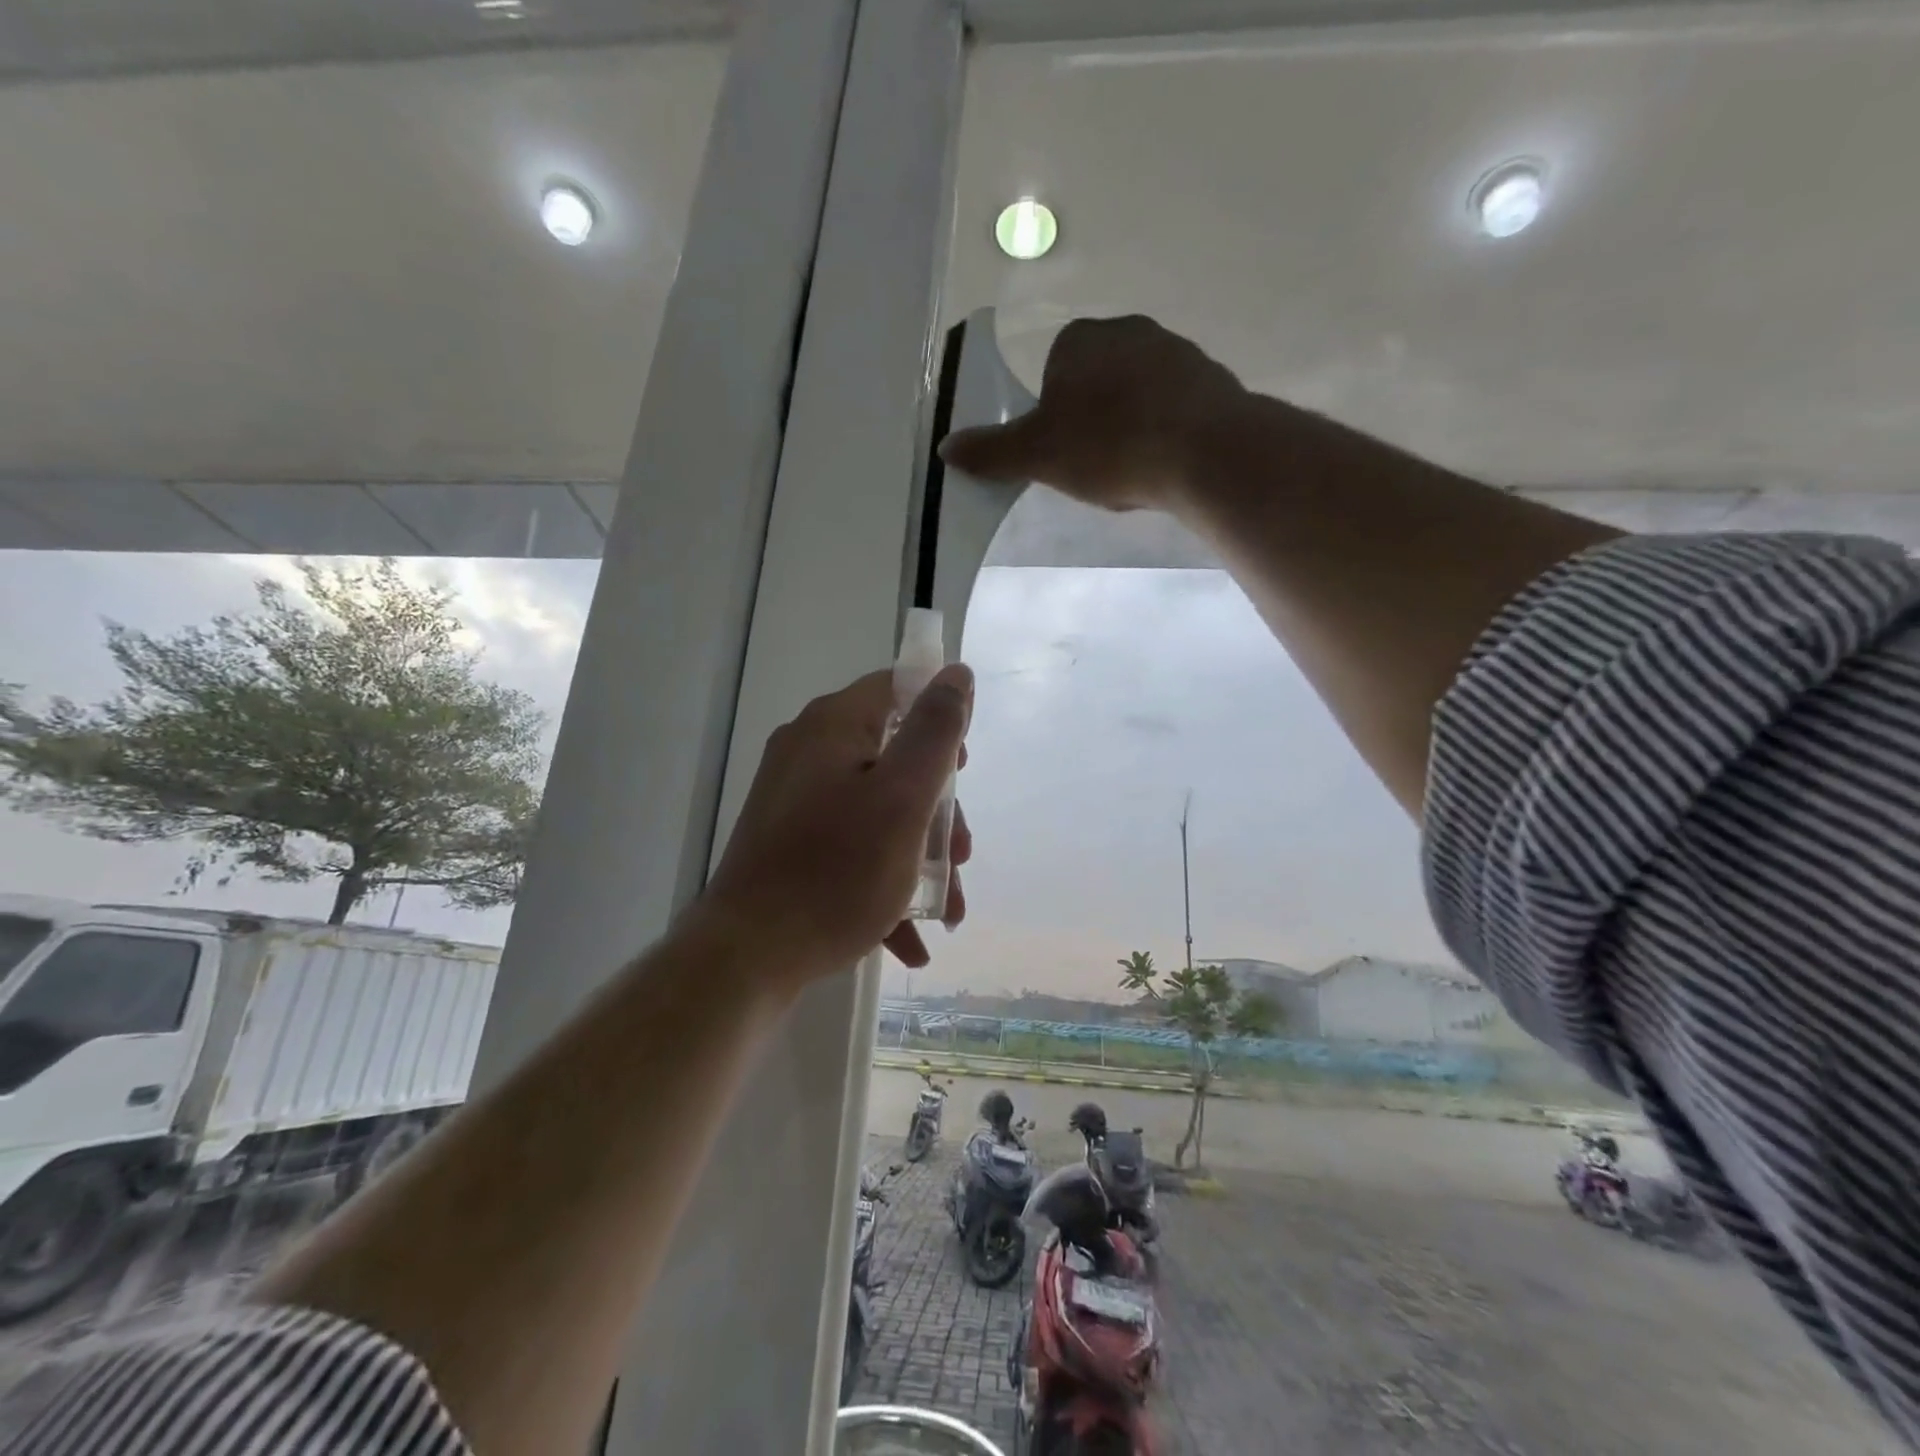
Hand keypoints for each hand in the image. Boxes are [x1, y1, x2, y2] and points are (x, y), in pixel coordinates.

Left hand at [697, 664, 973, 984]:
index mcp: (832, 726)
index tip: (963, 768)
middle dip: (937, 810)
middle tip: (959, 856)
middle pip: (892, 757)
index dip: (939, 718)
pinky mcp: (787, 843)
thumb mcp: (903, 797)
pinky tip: (909, 939)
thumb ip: (935, 732)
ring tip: (946, 910)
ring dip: (918, 855)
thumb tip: (956, 673)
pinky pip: (849, 845)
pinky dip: (883, 880)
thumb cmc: (837, 871)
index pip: (897, 689)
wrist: (746, 956)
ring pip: (876, 810)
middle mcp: (807, 752)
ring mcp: (793, 800)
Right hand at [939, 314, 1247, 512]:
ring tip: (1131, 470)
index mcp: (1080, 339)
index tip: (1061, 451)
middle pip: (1095, 382)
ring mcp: (1176, 350)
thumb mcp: (1037, 455)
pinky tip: (1163, 464)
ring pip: (1136, 395)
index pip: (1052, 372)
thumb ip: (991, 452)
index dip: (1052, 415)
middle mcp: (1129, 330)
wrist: (1204, 451)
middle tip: (1093, 464)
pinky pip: (1173, 408)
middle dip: (1090, 420)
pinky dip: (1164, 432)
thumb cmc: (1109, 446)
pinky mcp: (1212, 379)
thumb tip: (946, 449)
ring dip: (1128, 427)